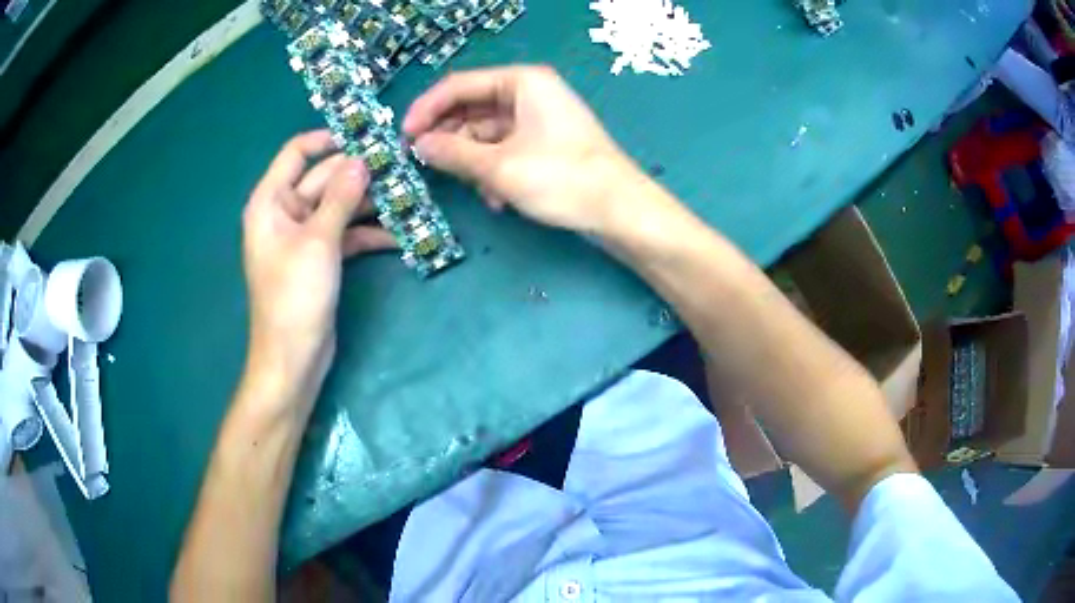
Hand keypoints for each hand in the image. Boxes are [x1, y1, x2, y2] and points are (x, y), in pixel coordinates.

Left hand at [242, 130, 394, 401]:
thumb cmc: (295, 296)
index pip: (297, 152)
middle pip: (324, 179)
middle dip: (359, 174)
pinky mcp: (320, 258)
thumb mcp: (319, 241)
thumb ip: (340, 197)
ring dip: (369, 204)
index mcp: (271, 201)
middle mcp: (284, 213)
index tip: (365, 138)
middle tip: (400, 166)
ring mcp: (303, 237)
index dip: (328, 139)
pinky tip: (398, 236)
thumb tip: (361, 161)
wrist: (293, 358)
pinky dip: (367, 233)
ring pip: (339, 206)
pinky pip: (344, 234)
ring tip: (407, 197)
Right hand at [403, 65, 648, 233]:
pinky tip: (495, 198)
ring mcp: (539, 119)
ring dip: (472, 161)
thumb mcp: (499, 166)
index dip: (427, 109)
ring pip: (487, 133)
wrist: (619, 211)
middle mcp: (530, 93)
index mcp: (522, 82)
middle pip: (472, 109)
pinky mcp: (545, 144)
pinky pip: (505, 149)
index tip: (404, 136)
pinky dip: (493, 170)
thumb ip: (453, 153)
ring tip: (471, 188)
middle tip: (422, 163)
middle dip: (449, 138)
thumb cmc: (561, 178)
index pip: (460, 85)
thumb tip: (420, 146)